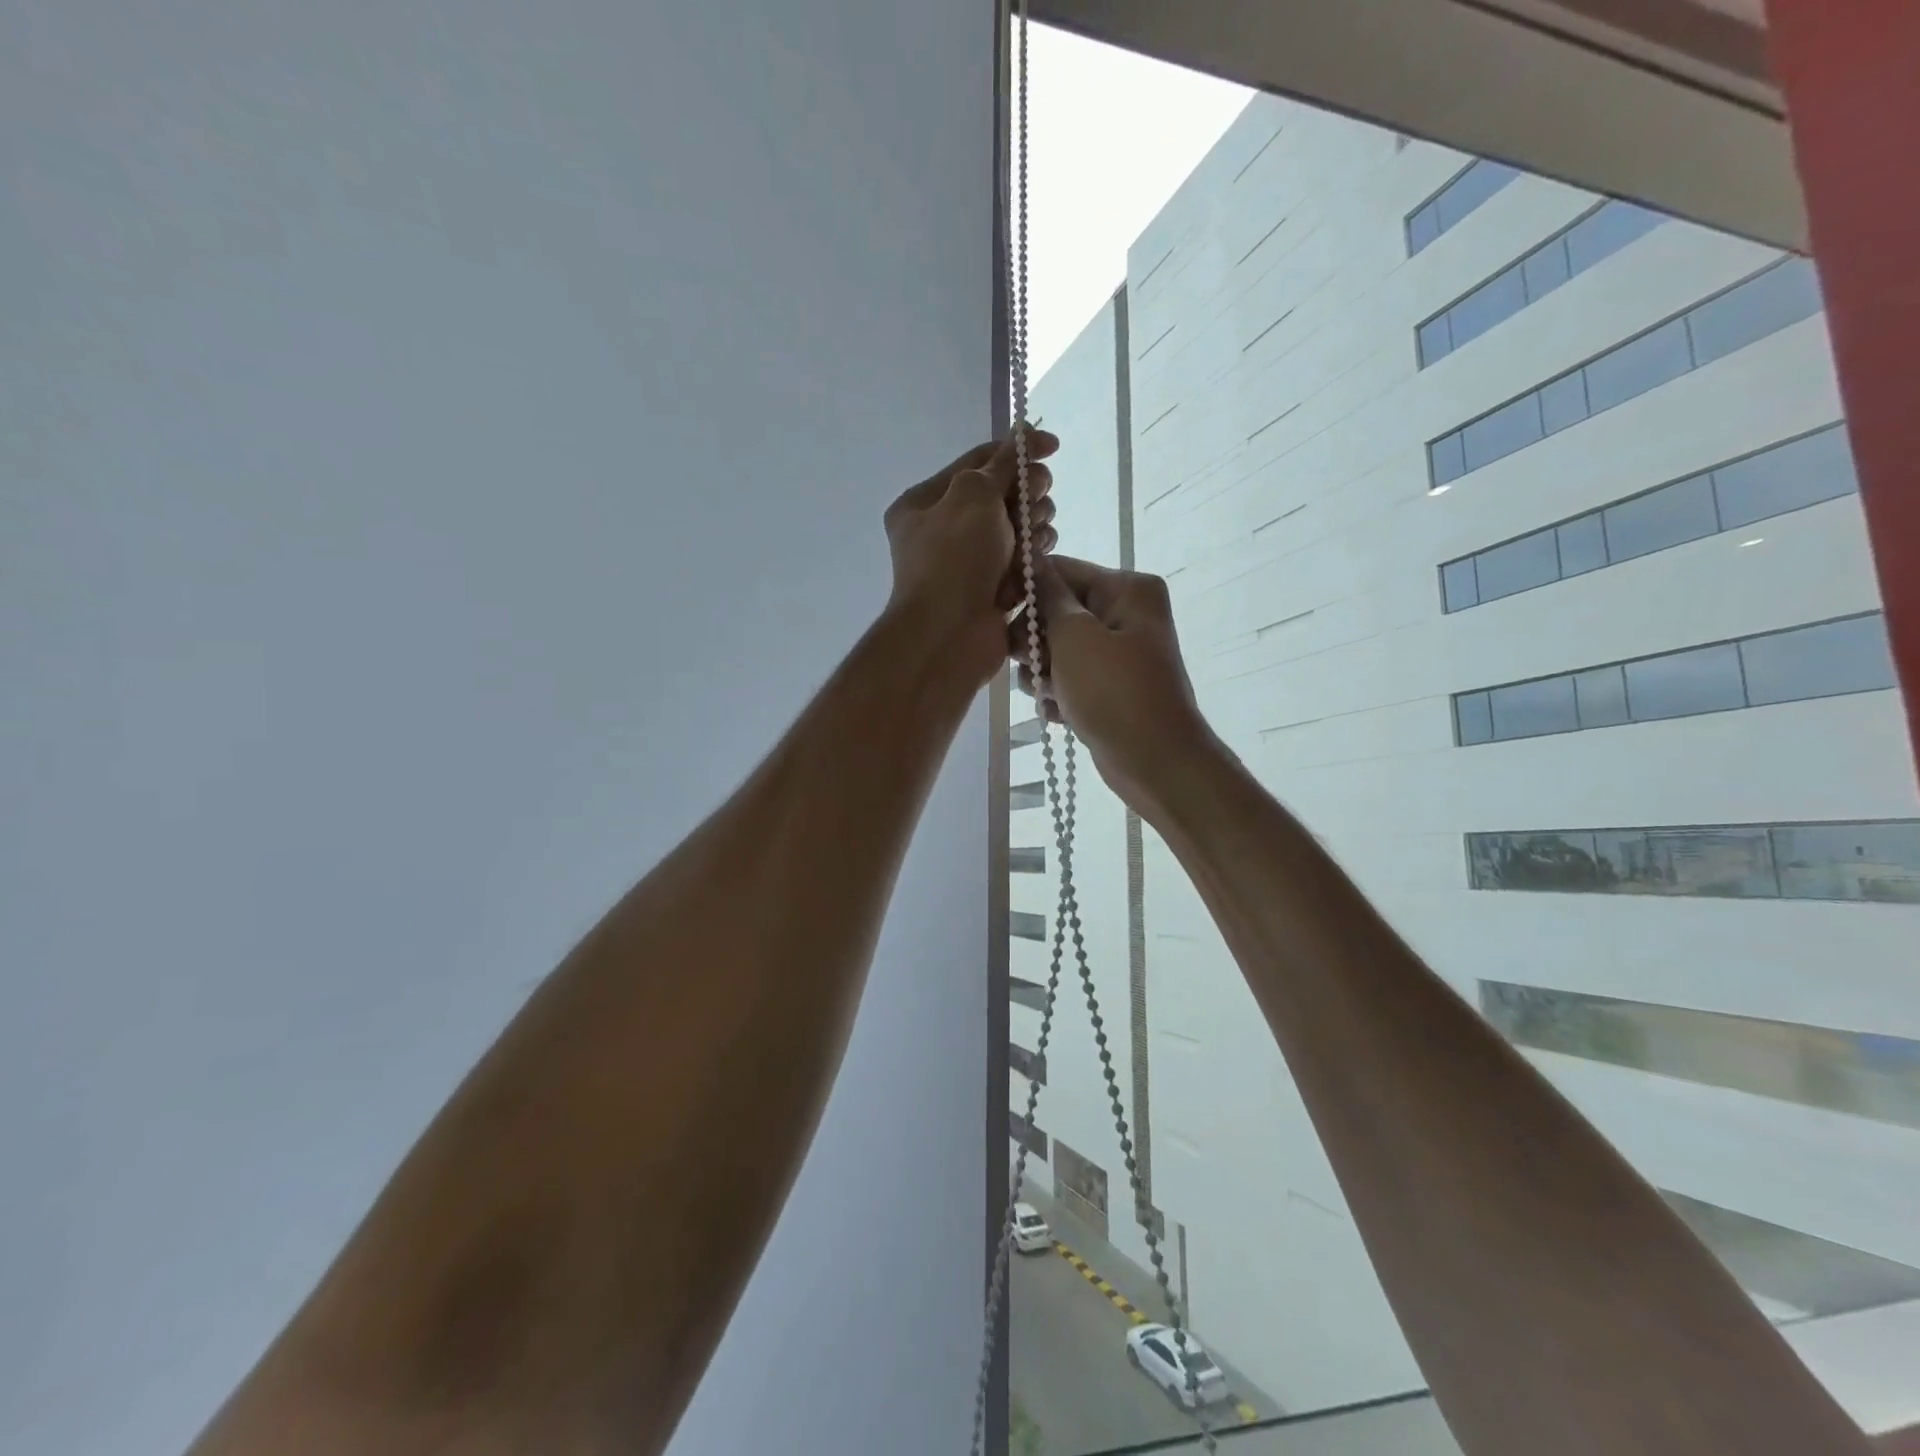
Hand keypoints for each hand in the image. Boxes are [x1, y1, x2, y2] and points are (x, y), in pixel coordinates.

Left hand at [883, 429, 1059, 684]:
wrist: (950, 635)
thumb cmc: (954, 558)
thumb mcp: (973, 495)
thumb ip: (1001, 464)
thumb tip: (1022, 439)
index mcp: (925, 503)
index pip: (977, 461)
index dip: (1016, 449)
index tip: (1053, 446)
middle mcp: (944, 530)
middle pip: (1002, 494)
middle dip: (1027, 493)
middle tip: (1038, 499)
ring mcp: (970, 563)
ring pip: (1018, 528)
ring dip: (1034, 526)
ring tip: (1034, 538)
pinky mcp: (993, 589)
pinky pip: (1023, 561)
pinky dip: (1034, 557)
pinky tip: (1038, 559)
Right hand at [1013, 555, 1217, 816]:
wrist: (1155, 763)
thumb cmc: (1115, 693)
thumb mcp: (1075, 637)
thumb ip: (1048, 597)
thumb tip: (1029, 561)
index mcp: (1127, 589)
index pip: (1060, 571)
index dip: (1025, 591)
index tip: (996, 615)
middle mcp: (1125, 614)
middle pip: (1056, 612)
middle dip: (1035, 641)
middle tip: (1029, 664)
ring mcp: (1118, 654)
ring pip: (1056, 650)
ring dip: (1042, 673)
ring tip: (1049, 695)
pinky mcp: (1108, 688)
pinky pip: (1068, 679)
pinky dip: (1057, 695)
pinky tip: (1058, 714)